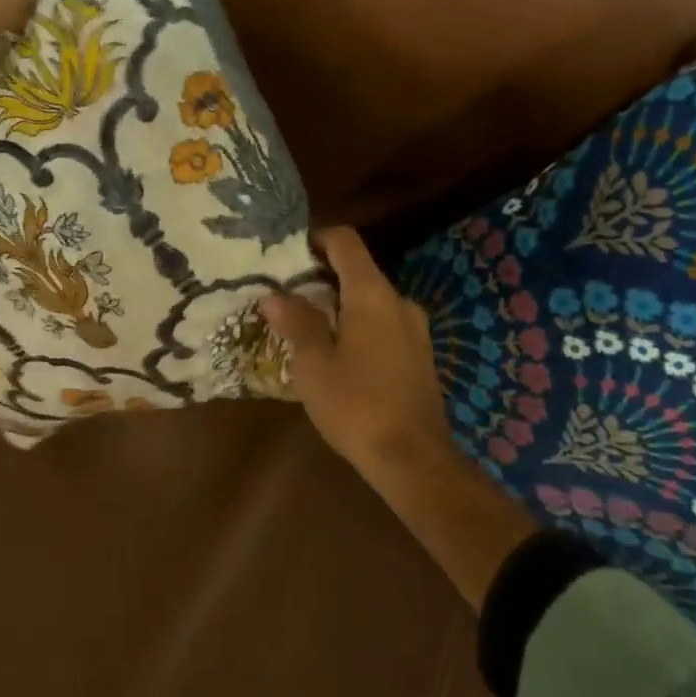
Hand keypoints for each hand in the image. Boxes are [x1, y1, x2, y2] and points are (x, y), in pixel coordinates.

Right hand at [262, 227, 455, 478]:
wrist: (414, 458)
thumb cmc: (356, 404)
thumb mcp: (313, 364)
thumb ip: (296, 322)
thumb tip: (275, 294)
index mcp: (372, 293)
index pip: (346, 242)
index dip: (318, 238)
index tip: (290, 253)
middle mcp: (398, 301)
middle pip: (358, 271)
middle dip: (323, 278)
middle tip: (289, 297)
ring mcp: (415, 329)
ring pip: (372, 301)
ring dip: (341, 306)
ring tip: (309, 329)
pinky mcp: (420, 355)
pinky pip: (384, 325)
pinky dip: (359, 327)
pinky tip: (340, 357)